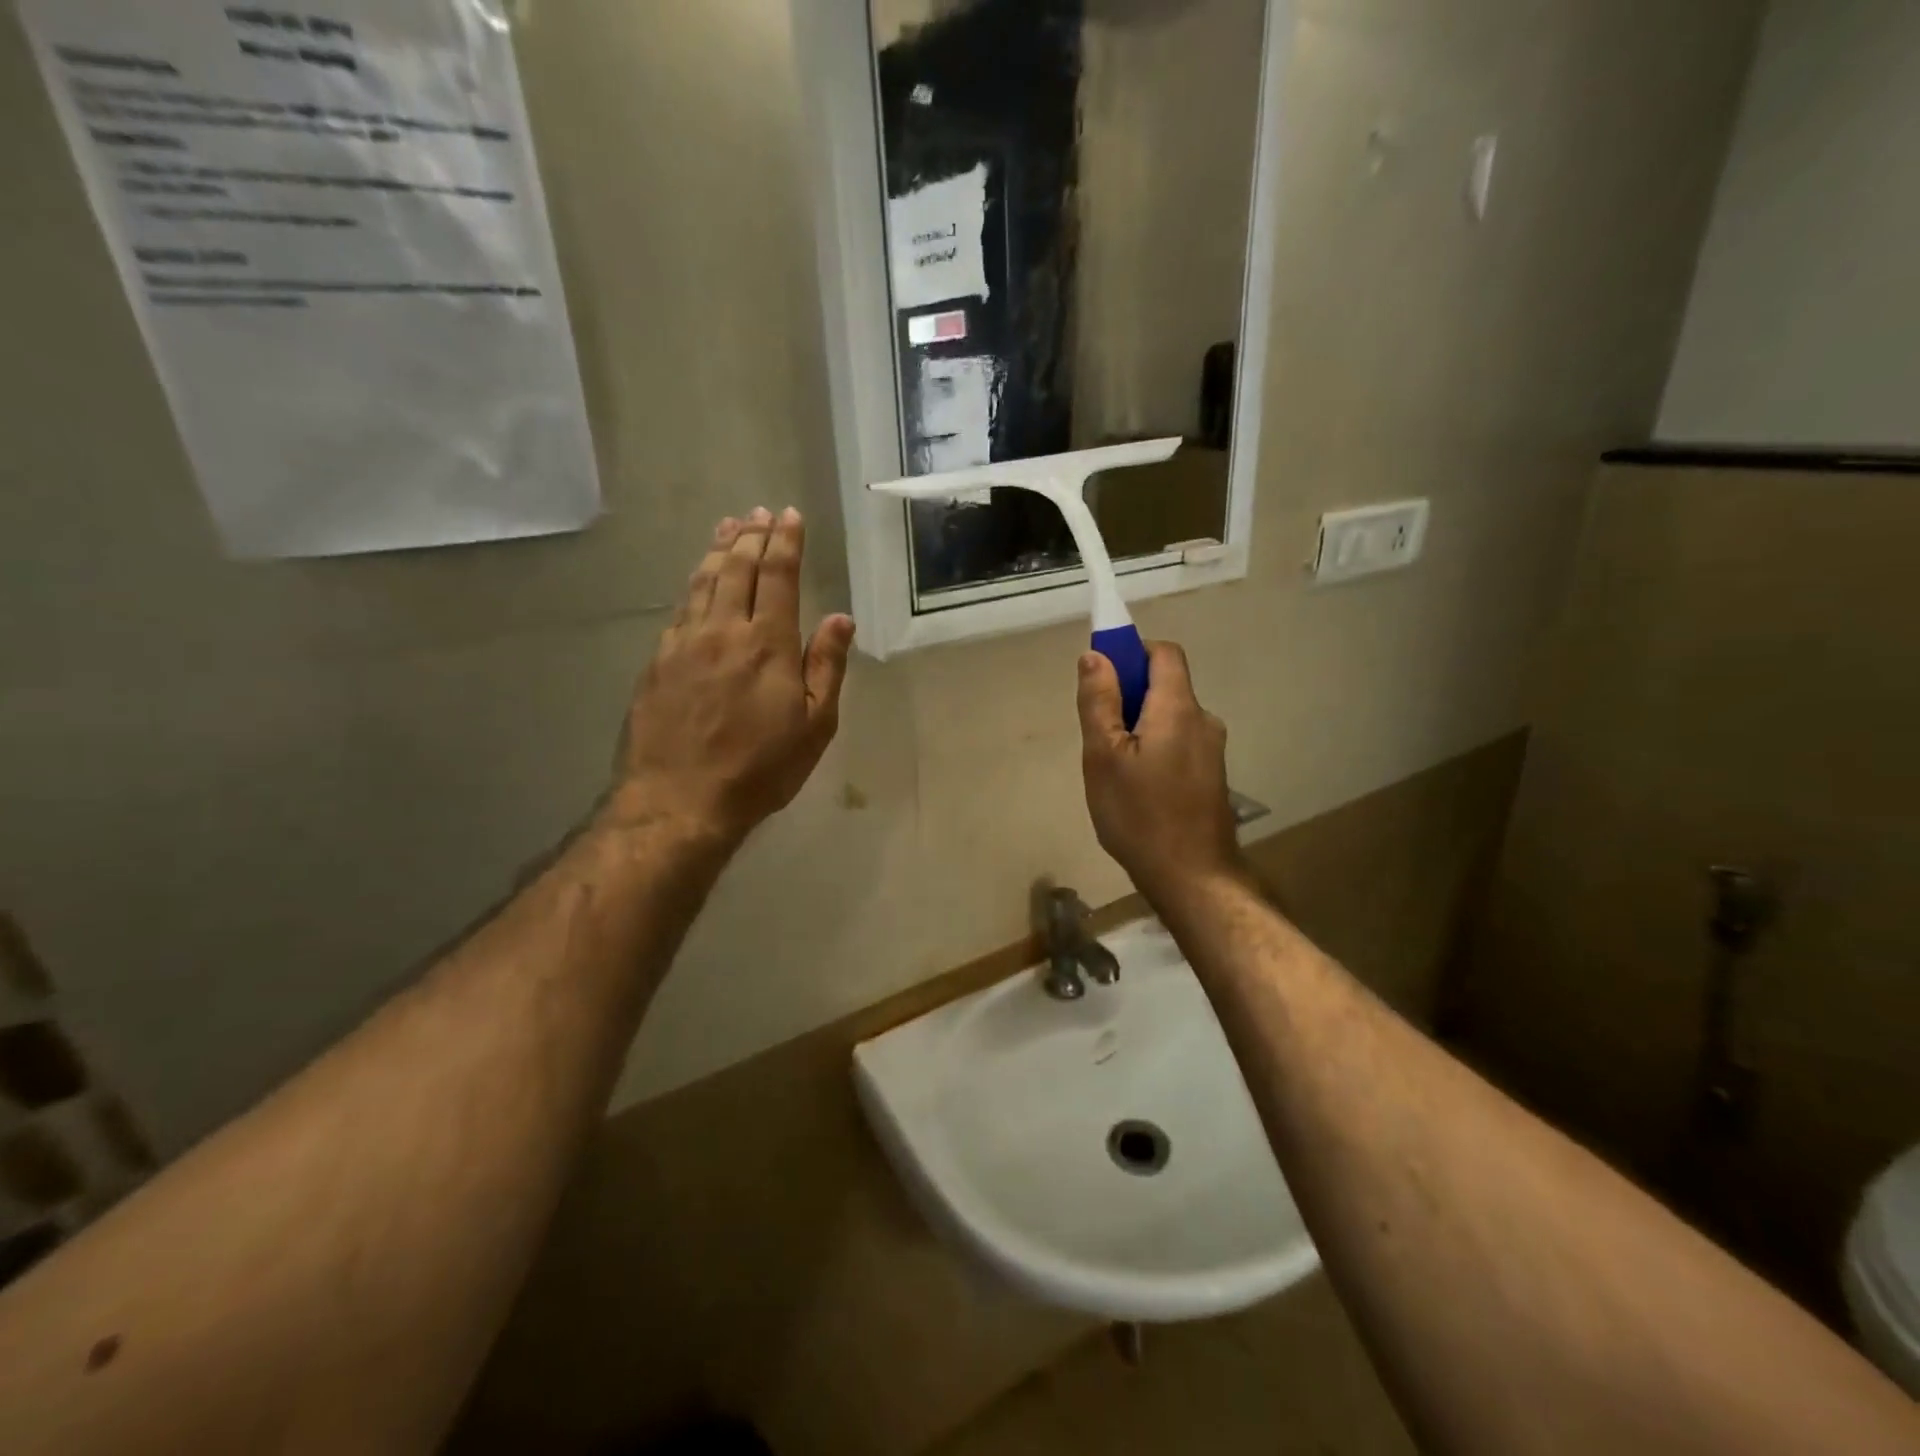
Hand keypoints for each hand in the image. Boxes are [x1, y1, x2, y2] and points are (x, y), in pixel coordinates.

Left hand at [606, 508, 854, 846]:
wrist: (680, 799)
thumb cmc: (760, 768)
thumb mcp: (815, 726)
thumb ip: (827, 667)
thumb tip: (840, 618)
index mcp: (767, 643)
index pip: (777, 576)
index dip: (785, 543)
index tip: (789, 516)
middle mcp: (723, 630)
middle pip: (736, 569)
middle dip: (751, 536)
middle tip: (759, 513)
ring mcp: (684, 643)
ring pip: (703, 582)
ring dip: (719, 550)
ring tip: (728, 527)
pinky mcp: (657, 662)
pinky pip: (680, 609)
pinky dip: (694, 584)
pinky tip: (698, 581)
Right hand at [1077, 641, 1242, 903]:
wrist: (1193, 878)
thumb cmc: (1140, 815)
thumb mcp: (1103, 757)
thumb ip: (1099, 702)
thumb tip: (1096, 655)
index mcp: (1178, 708)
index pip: (1163, 653)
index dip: (1132, 653)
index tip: (1104, 678)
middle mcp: (1203, 720)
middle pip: (1165, 686)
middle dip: (1129, 697)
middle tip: (1099, 736)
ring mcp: (1212, 751)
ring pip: (1169, 719)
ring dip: (1140, 728)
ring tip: (1114, 770)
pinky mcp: (1212, 776)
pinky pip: (1178, 744)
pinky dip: (1155, 749)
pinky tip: (1138, 789)